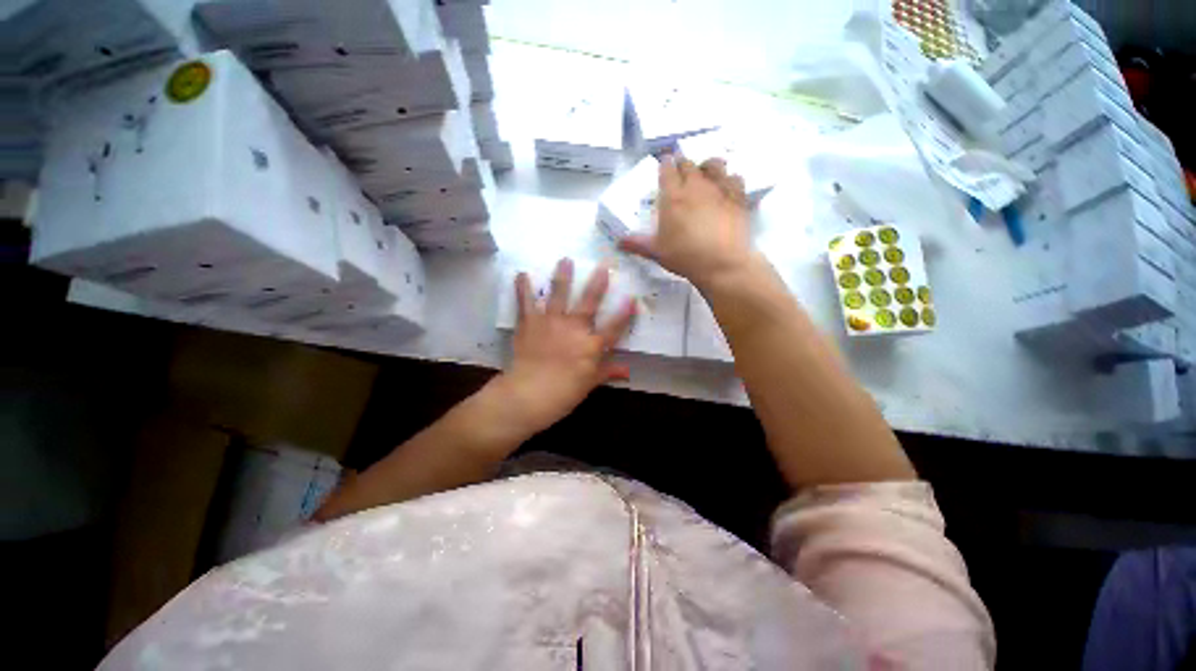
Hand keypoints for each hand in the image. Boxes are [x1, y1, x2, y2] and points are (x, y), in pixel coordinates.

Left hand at [495, 258, 635, 434]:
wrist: (528, 394)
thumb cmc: (563, 394)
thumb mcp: (589, 385)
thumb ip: (607, 372)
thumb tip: (627, 372)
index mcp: (591, 346)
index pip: (614, 327)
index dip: (625, 313)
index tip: (633, 297)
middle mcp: (574, 328)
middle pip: (589, 302)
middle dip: (597, 283)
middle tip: (603, 266)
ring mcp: (551, 322)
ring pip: (559, 295)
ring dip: (562, 276)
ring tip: (565, 259)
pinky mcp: (530, 323)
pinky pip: (526, 302)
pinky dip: (523, 288)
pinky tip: (521, 274)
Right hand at [620, 156, 757, 288]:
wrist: (721, 263)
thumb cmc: (684, 256)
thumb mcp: (656, 252)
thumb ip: (636, 243)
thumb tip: (618, 242)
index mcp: (672, 197)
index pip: (667, 170)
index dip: (664, 164)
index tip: (664, 163)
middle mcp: (695, 186)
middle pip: (688, 164)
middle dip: (682, 164)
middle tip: (680, 171)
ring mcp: (719, 189)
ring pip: (713, 164)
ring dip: (707, 166)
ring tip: (705, 174)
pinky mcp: (738, 197)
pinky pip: (735, 177)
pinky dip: (730, 179)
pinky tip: (727, 187)